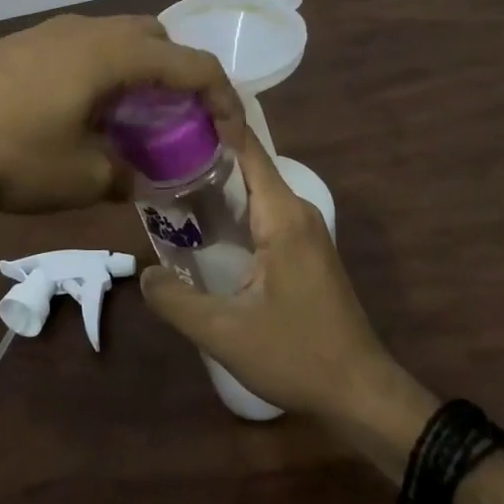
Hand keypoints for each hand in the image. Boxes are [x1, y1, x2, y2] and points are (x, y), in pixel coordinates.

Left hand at [0, 13, 242, 221]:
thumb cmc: (11, 149)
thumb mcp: (80, 177)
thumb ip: (126, 176)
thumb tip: (142, 179)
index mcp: (117, 53)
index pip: (193, 65)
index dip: (223, 100)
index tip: (232, 136)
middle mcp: (89, 30)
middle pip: (155, 41)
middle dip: (176, 79)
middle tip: (176, 124)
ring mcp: (50, 32)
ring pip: (114, 44)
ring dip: (134, 77)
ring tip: (128, 124)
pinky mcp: (20, 44)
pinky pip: (80, 51)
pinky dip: (98, 77)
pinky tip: (78, 117)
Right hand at [139, 126, 394, 422]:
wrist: (360, 393)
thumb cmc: (297, 355)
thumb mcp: (225, 333)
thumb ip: (176, 301)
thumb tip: (143, 273)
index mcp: (282, 216)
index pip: (247, 149)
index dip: (213, 123)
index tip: (173, 110)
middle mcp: (297, 211)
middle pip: (247, 165)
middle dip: (203, 155)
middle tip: (154, 151)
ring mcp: (305, 230)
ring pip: (255, 190)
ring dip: (217, 184)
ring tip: (167, 181)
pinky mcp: (305, 249)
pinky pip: (264, 212)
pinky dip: (233, 208)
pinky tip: (203, 224)